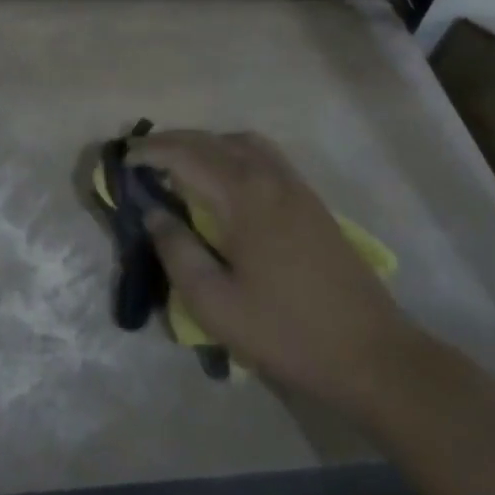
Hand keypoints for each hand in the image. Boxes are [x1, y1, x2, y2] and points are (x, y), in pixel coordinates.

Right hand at [128, 130, 414, 410]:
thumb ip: (177, 251)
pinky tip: (225, 180)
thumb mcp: (214, 303)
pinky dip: (233, 152)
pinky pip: (264, 156)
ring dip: (206, 143)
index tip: (124, 159)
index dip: (151, 152)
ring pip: (242, 142)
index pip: (187, 156)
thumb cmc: (285, 332)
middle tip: (142, 155)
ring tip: (181, 164)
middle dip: (173, 141)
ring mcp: (296, 187)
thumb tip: (155, 212)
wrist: (370, 353)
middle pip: (213, 141)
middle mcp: (270, 178)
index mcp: (244, 197)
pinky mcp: (311, 201)